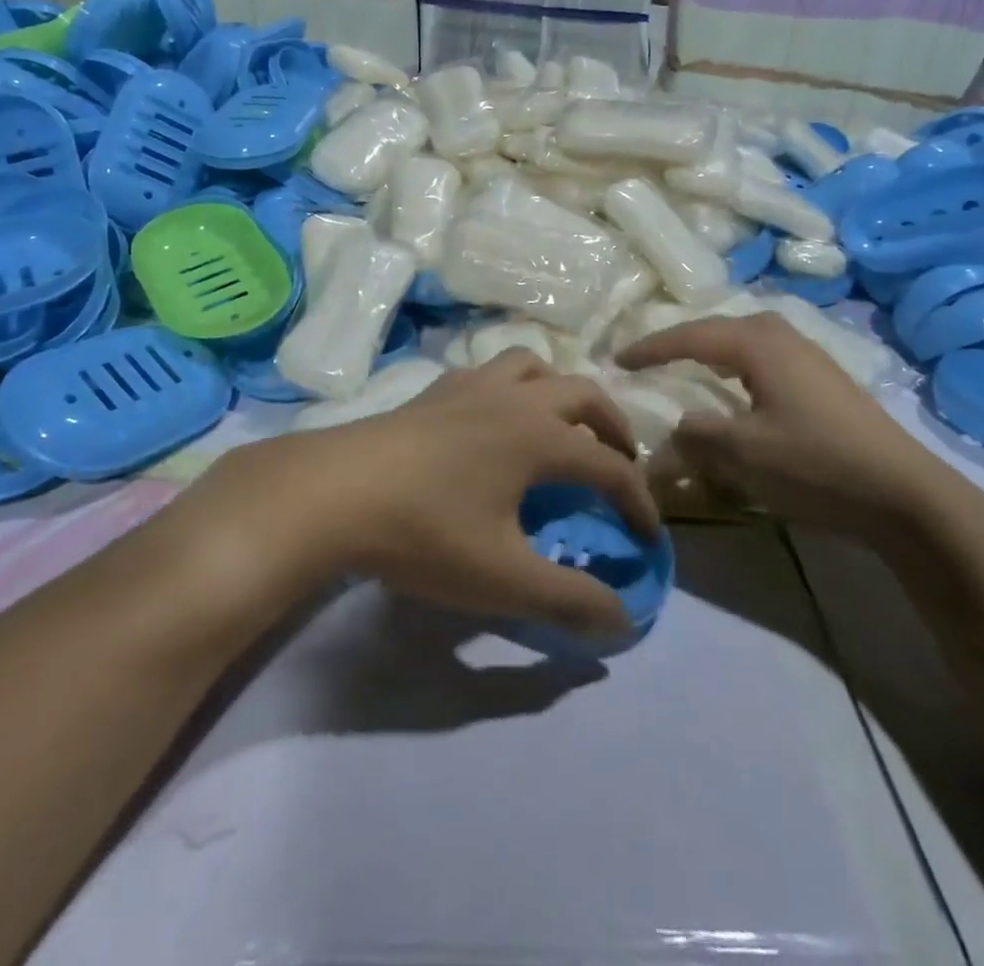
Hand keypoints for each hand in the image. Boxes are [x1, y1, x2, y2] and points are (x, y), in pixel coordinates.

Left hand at [185, 352, 661, 639]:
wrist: (334, 493)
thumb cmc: (425, 532)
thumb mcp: (503, 579)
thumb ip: (569, 600)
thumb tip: (624, 620)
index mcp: (540, 437)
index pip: (610, 467)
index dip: (638, 502)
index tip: (649, 536)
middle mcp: (514, 398)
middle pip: (584, 394)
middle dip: (613, 428)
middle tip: (619, 464)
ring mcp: (471, 386)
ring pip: (534, 365)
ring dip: (561, 391)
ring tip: (562, 426)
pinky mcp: (435, 390)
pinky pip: (489, 370)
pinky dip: (512, 384)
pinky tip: (495, 416)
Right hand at [617, 313, 960, 537]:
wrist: (904, 493)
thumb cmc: (815, 463)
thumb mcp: (743, 453)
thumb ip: (696, 434)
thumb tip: (676, 427)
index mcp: (758, 342)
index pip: (690, 336)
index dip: (651, 348)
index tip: (618, 360)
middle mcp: (783, 335)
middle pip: (719, 329)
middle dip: (682, 342)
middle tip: (651, 360)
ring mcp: (809, 354)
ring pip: (745, 342)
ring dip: (712, 353)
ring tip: (687, 367)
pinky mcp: (825, 378)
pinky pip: (764, 359)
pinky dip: (738, 367)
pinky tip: (738, 388)